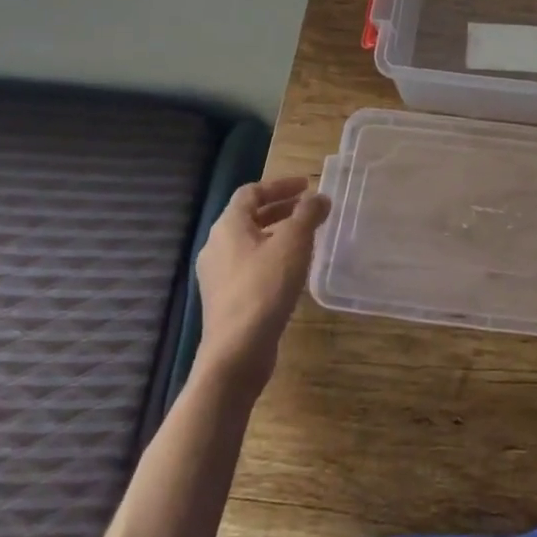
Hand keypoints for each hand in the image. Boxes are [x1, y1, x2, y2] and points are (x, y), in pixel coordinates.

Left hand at [195, 176, 331, 391]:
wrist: (236, 352)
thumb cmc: (265, 287)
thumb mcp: (294, 243)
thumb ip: (308, 214)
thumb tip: (319, 198)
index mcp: (228, 226)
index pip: (251, 192)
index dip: (279, 185)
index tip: (306, 185)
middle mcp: (216, 246)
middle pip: (248, 216)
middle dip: (280, 209)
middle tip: (309, 209)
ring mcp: (217, 275)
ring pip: (249, 242)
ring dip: (277, 233)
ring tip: (305, 238)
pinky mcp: (225, 299)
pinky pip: (249, 265)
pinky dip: (271, 257)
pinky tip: (291, 270)